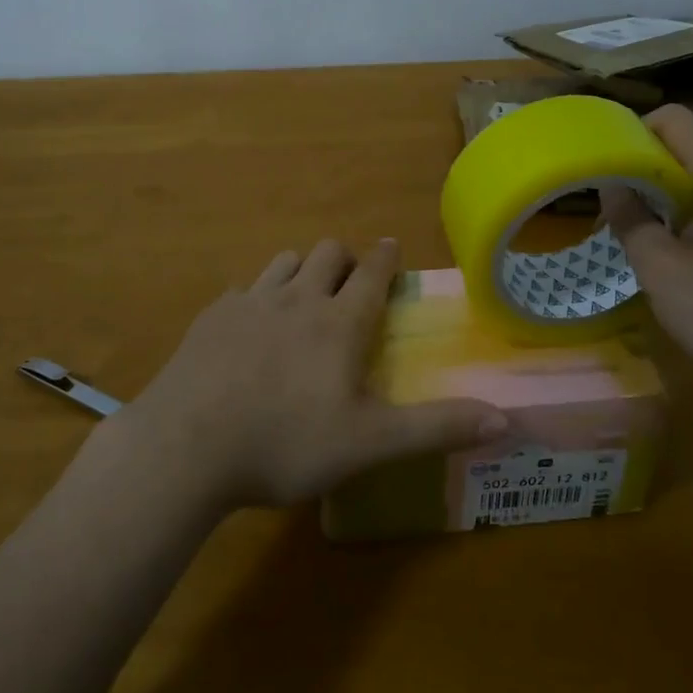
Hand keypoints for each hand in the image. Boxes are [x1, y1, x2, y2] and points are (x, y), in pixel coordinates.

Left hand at [119, 238, 509, 509]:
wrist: (186, 446)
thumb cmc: (285, 443)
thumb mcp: (369, 444)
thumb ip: (436, 428)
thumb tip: (505, 418)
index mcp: (339, 322)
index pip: (372, 272)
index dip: (386, 257)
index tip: (391, 247)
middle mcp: (297, 298)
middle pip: (328, 253)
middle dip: (345, 259)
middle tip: (351, 283)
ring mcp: (250, 302)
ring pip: (285, 262)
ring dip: (302, 270)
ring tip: (304, 298)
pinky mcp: (212, 317)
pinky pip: (243, 290)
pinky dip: (257, 297)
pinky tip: (249, 328)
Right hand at [602, 105, 692, 406]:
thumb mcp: (662, 272)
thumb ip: (631, 219)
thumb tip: (612, 185)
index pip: (675, 119)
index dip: (634, 131)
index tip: (609, 166)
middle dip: (651, 164)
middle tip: (621, 204)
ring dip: (675, 187)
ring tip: (650, 227)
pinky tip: (690, 246)